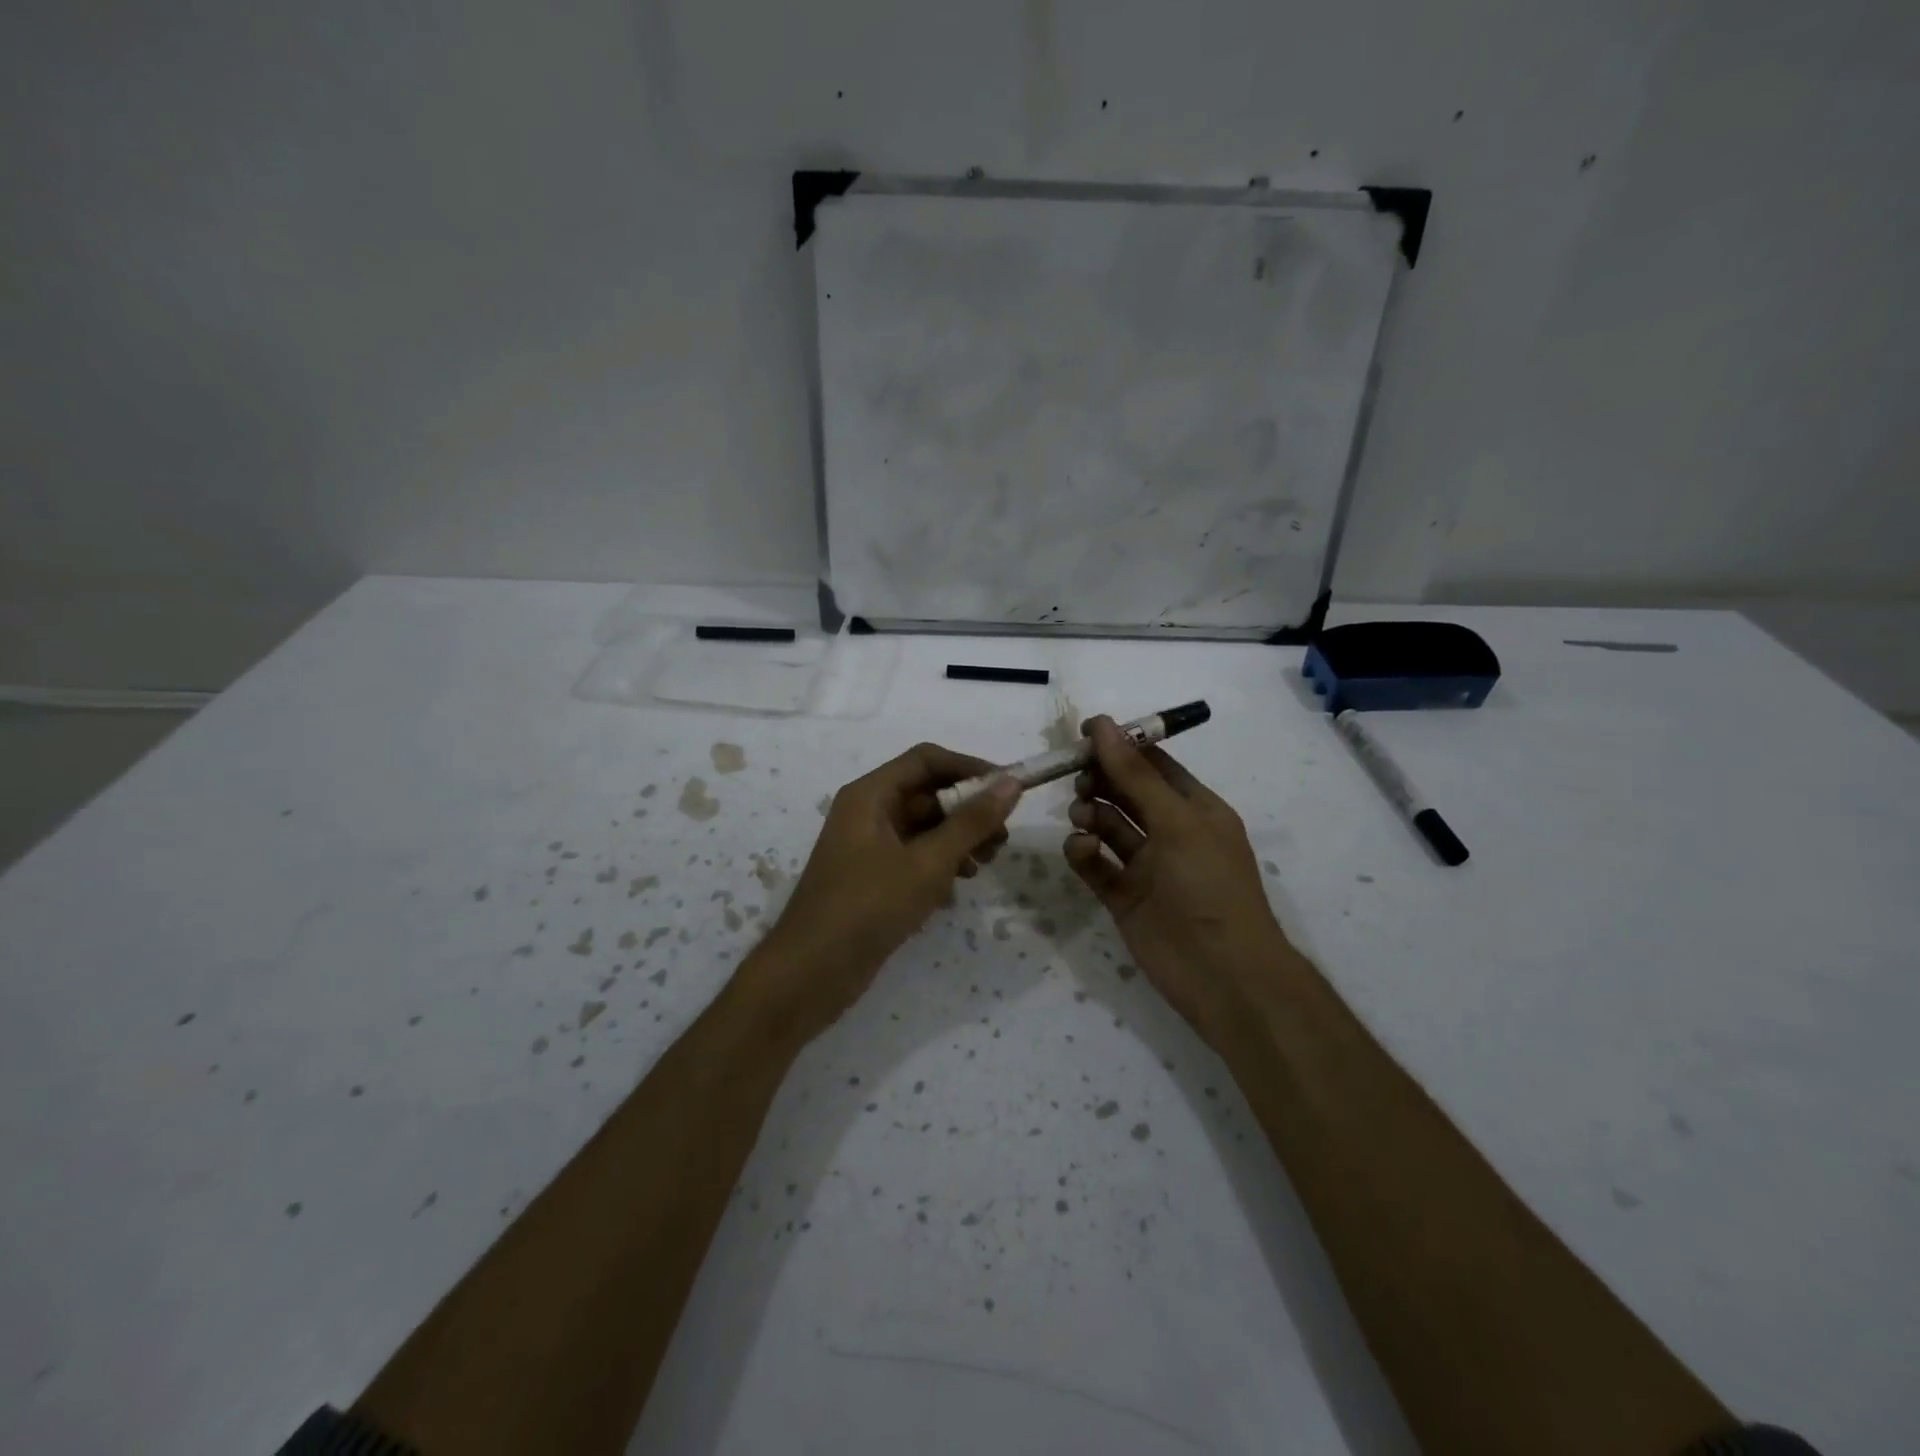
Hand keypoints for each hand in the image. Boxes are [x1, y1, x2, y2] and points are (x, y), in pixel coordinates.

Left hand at [746, 743, 1020, 1039]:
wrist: (812, 973)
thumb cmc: (869, 906)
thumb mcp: (928, 862)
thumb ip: (971, 822)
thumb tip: (1012, 783)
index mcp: (871, 795)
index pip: (927, 760)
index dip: (970, 768)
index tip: (1009, 788)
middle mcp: (867, 812)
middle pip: (927, 794)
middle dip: (968, 811)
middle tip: (1002, 839)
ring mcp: (868, 847)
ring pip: (923, 828)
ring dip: (958, 840)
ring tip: (985, 865)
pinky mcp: (872, 878)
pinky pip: (913, 857)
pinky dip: (939, 866)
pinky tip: (956, 891)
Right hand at [1063, 717, 1289, 1050]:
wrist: (1221, 974)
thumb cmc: (1208, 885)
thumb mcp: (1177, 821)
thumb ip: (1135, 775)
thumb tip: (1102, 725)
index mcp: (1195, 809)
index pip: (1154, 765)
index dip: (1121, 746)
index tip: (1083, 733)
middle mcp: (1170, 832)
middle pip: (1125, 792)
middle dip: (1101, 781)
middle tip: (1079, 780)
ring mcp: (1145, 866)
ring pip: (1108, 826)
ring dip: (1091, 813)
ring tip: (1082, 817)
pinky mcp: (1123, 896)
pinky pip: (1096, 863)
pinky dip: (1084, 852)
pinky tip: (1081, 849)